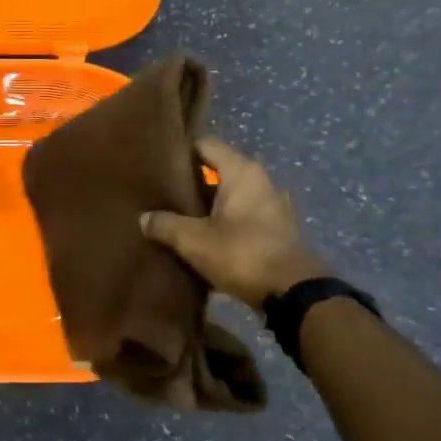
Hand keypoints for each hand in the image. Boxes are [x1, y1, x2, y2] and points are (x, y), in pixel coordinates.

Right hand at [140, 138, 330, 303]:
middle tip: (160, 190)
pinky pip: (240, 218)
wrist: (295, 296)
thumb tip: (144, 218)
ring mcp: (271, 208)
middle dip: (191, 180)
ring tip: (175, 215)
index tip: (156, 160)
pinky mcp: (275, 233)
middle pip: (218, 170)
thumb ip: (166, 225)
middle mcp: (260, 182)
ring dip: (206, 205)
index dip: (180, 150)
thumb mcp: (194, 240)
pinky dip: (221, 223)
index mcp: (242, 172)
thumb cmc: (243, 254)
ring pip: (229, 197)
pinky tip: (200, 238)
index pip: (205, 144)